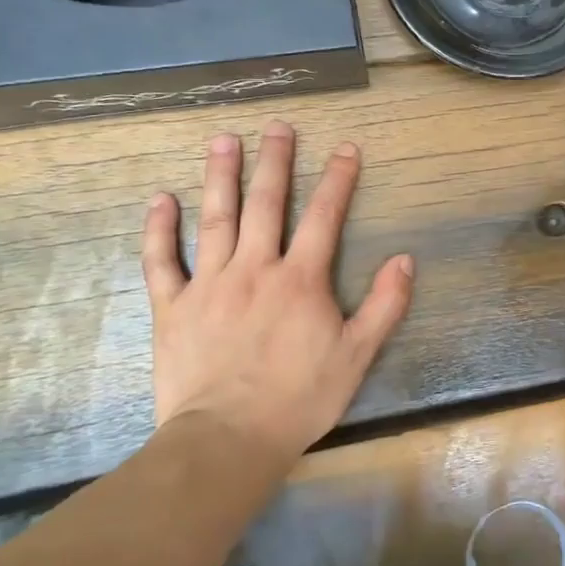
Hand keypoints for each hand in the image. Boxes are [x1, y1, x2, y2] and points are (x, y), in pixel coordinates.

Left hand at [140, 122, 414, 463]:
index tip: (346, 148)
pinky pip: (161, 261)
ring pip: (215, 219)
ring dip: (221, 176)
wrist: (228, 439)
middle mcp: (255, 268)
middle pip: (266, 204)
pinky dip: (159, 229)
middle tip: (278, 126)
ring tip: (224, 140)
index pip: (324, 217)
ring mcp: (209, 284)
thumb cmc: (299, 398)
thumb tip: (405, 259)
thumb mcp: (358, 355)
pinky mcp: (172, 307)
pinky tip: (161, 198)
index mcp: (301, 279)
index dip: (338, 179)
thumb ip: (385, 305)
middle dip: (275, 162)